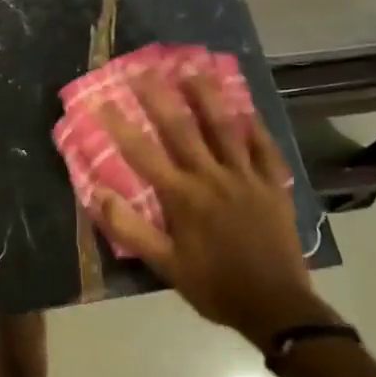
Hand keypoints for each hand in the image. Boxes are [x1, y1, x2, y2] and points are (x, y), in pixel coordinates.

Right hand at [95, 70, 330, 348]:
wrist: (278, 307)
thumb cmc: (214, 286)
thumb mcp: (165, 266)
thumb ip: (130, 229)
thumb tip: (98, 194)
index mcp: (182, 197)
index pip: (142, 153)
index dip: (119, 124)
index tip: (100, 99)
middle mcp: (212, 177)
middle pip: (181, 128)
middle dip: (159, 96)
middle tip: (142, 68)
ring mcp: (246, 178)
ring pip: (224, 128)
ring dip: (207, 96)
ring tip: (193, 68)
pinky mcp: (274, 185)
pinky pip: (264, 148)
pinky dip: (255, 126)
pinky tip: (246, 108)